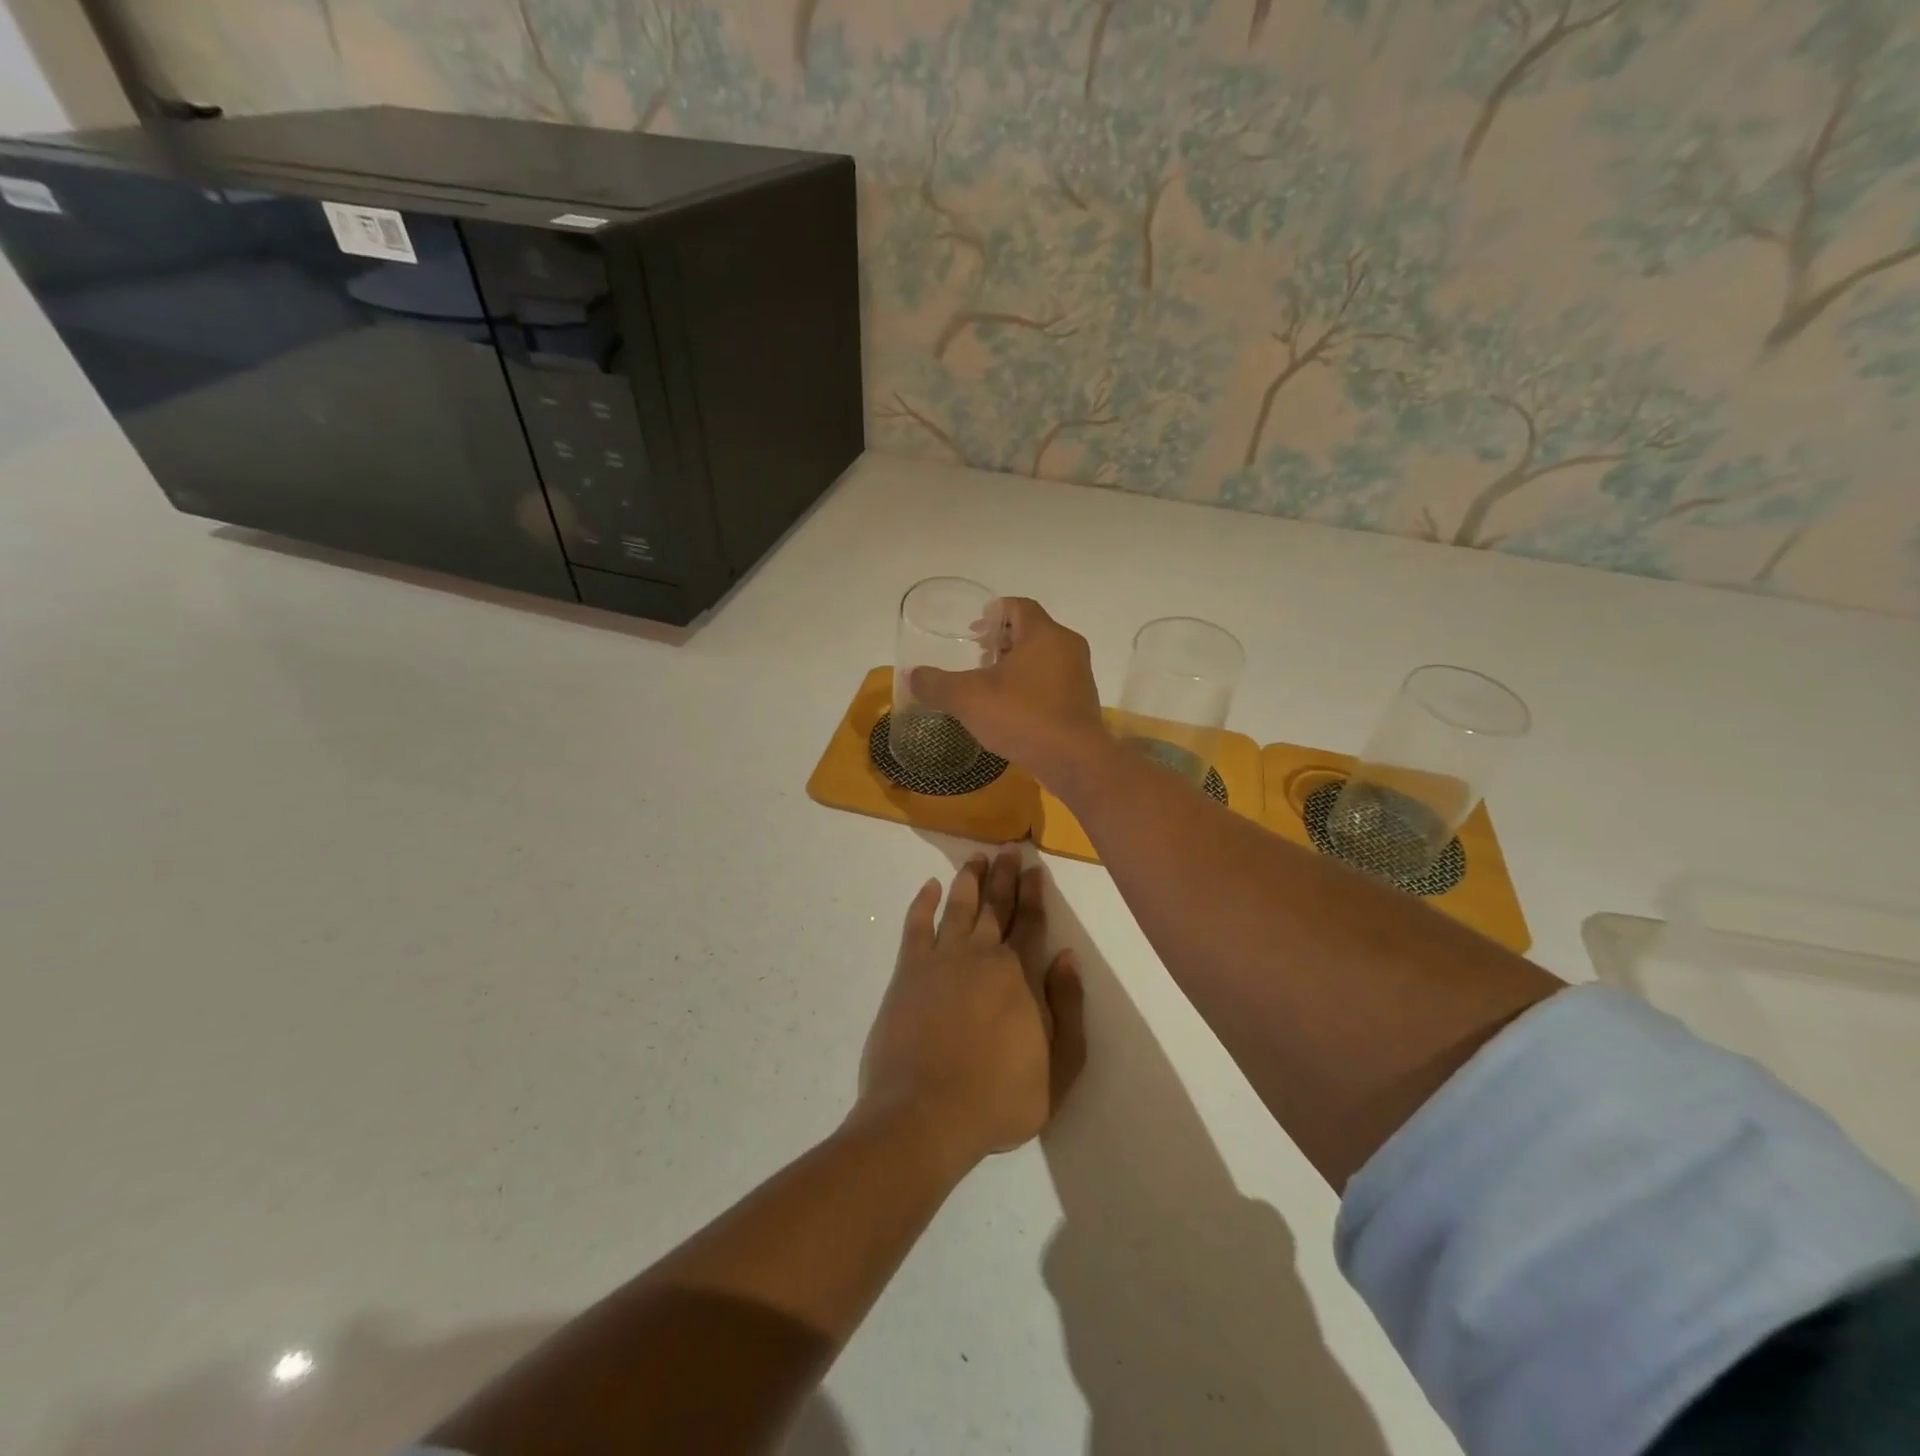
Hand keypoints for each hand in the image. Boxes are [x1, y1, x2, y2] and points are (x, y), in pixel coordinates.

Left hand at [858, 850, 1085, 1168]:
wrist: (926, 1115)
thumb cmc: (999, 1098)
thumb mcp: (1059, 1067)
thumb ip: (1068, 1008)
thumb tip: (1068, 956)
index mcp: (1020, 975)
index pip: (1031, 922)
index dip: (1034, 893)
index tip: (1035, 868)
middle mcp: (982, 955)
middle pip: (996, 906)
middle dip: (1005, 875)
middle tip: (1008, 848)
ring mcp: (941, 959)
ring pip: (959, 906)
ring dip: (969, 879)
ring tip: (976, 857)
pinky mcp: (908, 971)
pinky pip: (916, 925)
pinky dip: (923, 902)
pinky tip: (929, 886)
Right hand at [909, 598, 1105, 789]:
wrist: (1074, 761)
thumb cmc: (1022, 717)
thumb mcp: (968, 698)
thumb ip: (937, 684)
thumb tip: (913, 676)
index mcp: (1044, 634)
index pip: (1018, 606)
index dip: (992, 613)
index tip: (972, 631)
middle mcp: (1067, 647)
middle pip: (1031, 631)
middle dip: (1002, 641)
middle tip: (976, 657)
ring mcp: (1079, 675)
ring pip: (1043, 657)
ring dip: (1016, 665)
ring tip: (990, 684)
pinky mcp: (1081, 701)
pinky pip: (1052, 681)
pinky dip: (1031, 685)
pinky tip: (1011, 708)